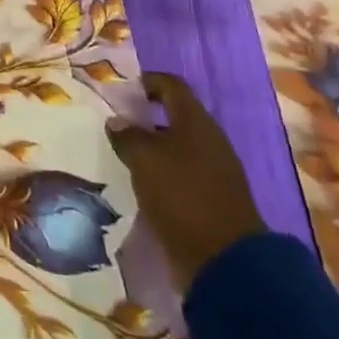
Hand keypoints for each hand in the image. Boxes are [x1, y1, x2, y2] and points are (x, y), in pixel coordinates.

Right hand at [107, 73, 265, 293]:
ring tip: (121, 155)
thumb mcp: (143, 157)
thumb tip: (118, 122)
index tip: (122, 90)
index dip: (147, 81)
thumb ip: (127, 135)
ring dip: (150, 146)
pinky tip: (140, 182)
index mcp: (196, 122)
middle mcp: (208, 140)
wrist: (223, 257)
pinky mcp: (210, 196)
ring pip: (176, 145)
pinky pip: (180, 172)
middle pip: (174, 116)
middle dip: (144, 116)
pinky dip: (160, 171)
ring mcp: (213, 170)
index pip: (172, 85)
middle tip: (115, 124)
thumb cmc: (181, 194)